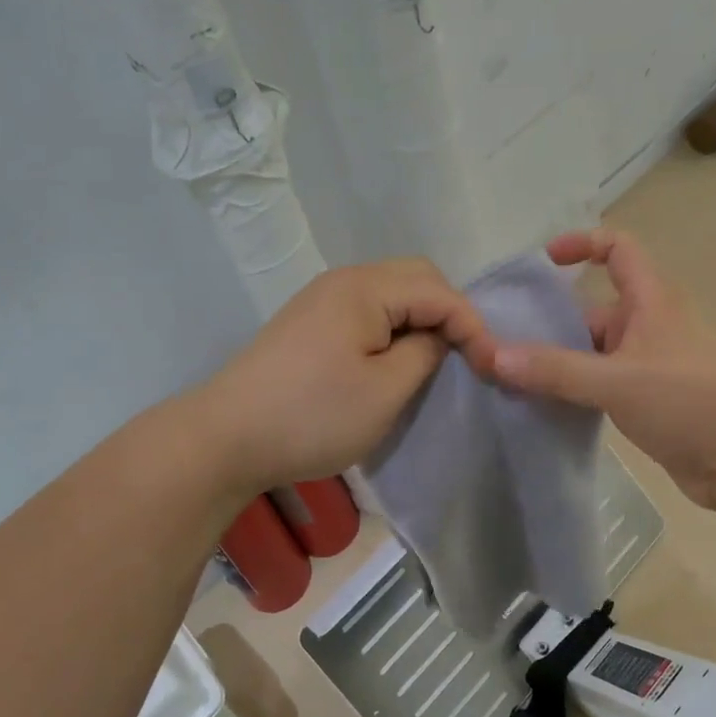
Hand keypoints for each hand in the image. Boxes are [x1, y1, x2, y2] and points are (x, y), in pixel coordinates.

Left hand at [196, 259, 493, 496]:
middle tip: (465, 356)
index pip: (439, 291)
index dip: (472, 326)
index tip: (491, 367)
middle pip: (416, 278)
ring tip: (438, 359)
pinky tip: (396, 359)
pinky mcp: (310, 322)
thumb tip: (439, 336)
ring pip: (392, 293)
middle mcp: (344, 280)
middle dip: (449, 313)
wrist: (224, 438)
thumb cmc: (311, 416)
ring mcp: (323, 299)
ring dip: (421, 320)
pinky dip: (394, 328)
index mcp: (365, 288)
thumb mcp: (385, 391)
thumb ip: (426, 352)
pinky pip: (369, 310)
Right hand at [491, 230, 715, 511]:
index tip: (546, 262)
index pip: (618, 249)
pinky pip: (602, 384)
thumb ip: (555, 369)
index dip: (583, 244)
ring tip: (512, 378)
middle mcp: (650, 326)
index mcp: (651, 302)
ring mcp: (650, 365)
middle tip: (504, 342)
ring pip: (595, 352)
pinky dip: (574, 389)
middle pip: (593, 310)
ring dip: (560, 362)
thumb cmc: (689, 403)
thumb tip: (492, 355)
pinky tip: (543, 406)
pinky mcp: (649, 401)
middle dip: (552, 323)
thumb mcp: (616, 381)